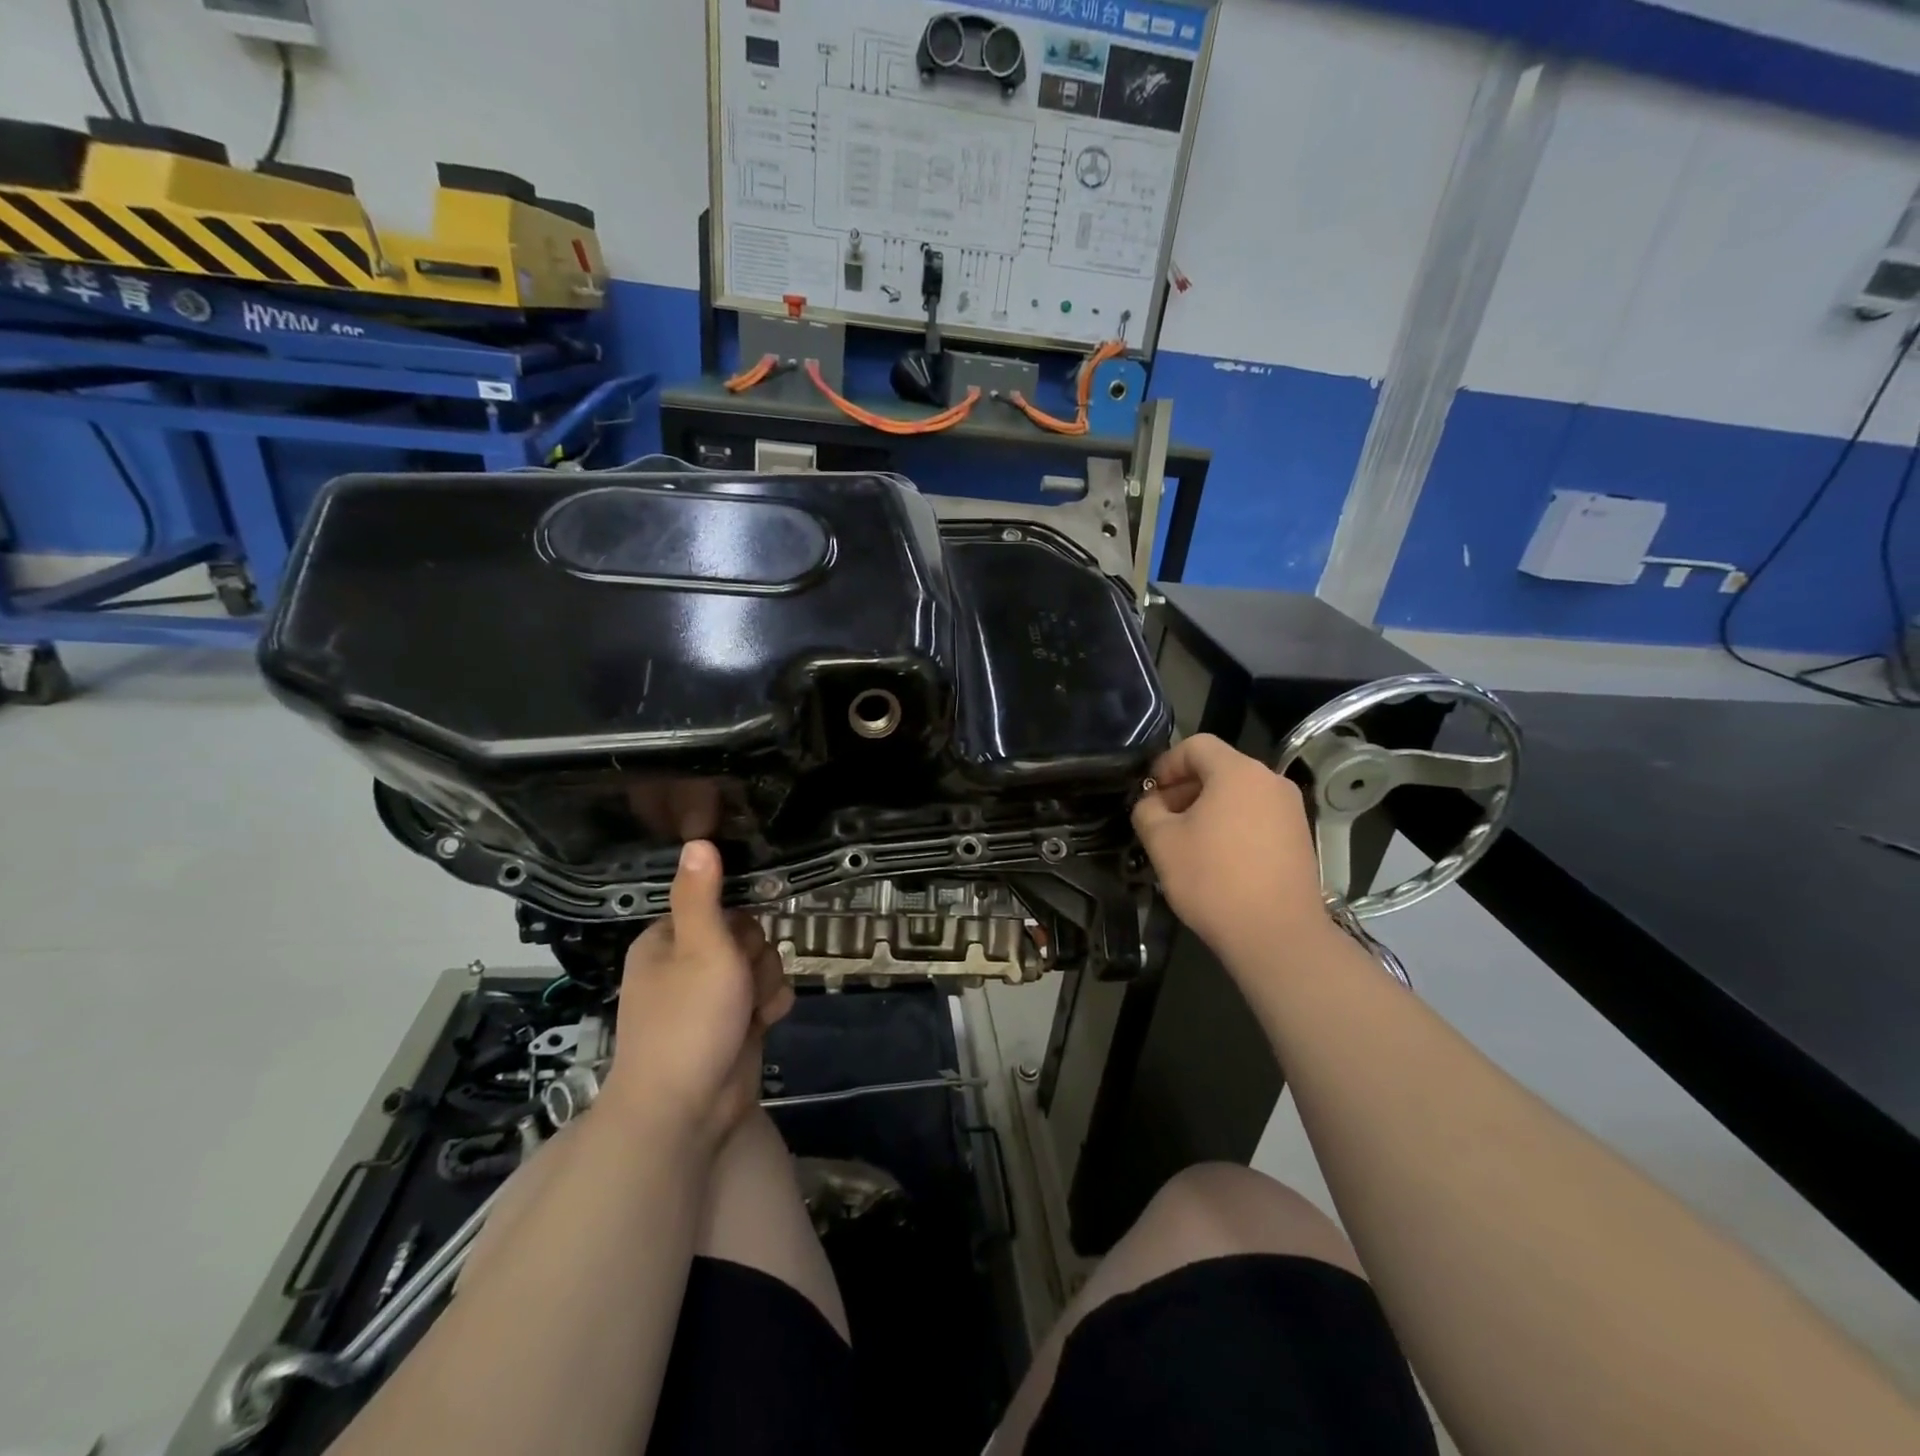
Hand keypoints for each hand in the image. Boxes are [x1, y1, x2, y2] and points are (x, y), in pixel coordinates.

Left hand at [601, 841, 793, 1146]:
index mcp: (668, 941)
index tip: (738, 943)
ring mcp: (711, 997)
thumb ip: (702, 895)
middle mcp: (688, 964)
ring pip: (763, 966)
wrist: (686, 1111)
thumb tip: (697, 839)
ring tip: (750, 1013)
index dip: (738, 924)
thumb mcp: (699, 947)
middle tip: (740, 983)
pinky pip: (766, 996)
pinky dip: (768, 1009)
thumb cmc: (689, 1021)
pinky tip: (760, 1026)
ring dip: (766, 986)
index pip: (721, 906)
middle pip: (749, 935)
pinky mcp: (733, 1023)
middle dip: (756, 959)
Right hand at [1132, 735, 1332, 966]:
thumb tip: (1152, 803)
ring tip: (1187, 841)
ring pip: (1239, 793)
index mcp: (1238, 772)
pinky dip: (1233, 825)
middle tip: (1161, 820)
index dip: (1166, 764)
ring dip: (1208, 808)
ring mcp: (1291, 810)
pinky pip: (1257, 816)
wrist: (1277, 935)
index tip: (1149, 793)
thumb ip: (1147, 810)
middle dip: (1185, 788)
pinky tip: (1217, 858)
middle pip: (1219, 768)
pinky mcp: (1300, 837)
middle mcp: (1271, 781)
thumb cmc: (1213, 880)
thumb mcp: (1162, 842)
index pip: (1196, 745)